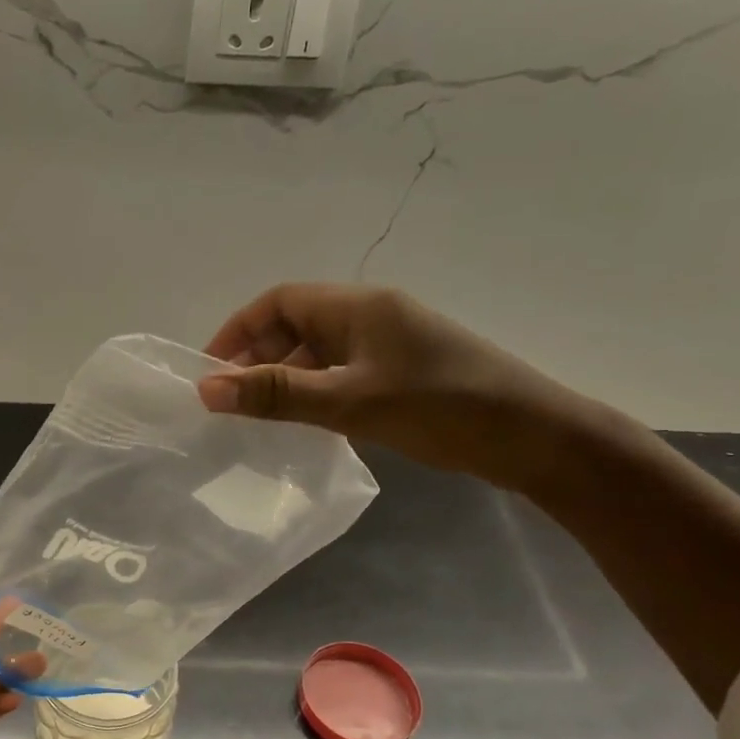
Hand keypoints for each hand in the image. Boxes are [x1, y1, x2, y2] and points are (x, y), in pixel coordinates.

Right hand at [198, 282, 589, 490]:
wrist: (532, 437)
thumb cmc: (439, 408)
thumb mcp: (350, 402)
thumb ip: (277, 395)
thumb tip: (207, 390)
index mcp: (358, 306)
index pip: (279, 301)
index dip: (238, 330)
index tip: (210, 371)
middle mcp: (371, 316)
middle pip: (296, 325)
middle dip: (258, 358)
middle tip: (232, 402)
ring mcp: (389, 345)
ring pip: (319, 353)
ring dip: (286, 378)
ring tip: (262, 417)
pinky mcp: (402, 373)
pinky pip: (342, 373)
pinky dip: (315, 391)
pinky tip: (308, 422)